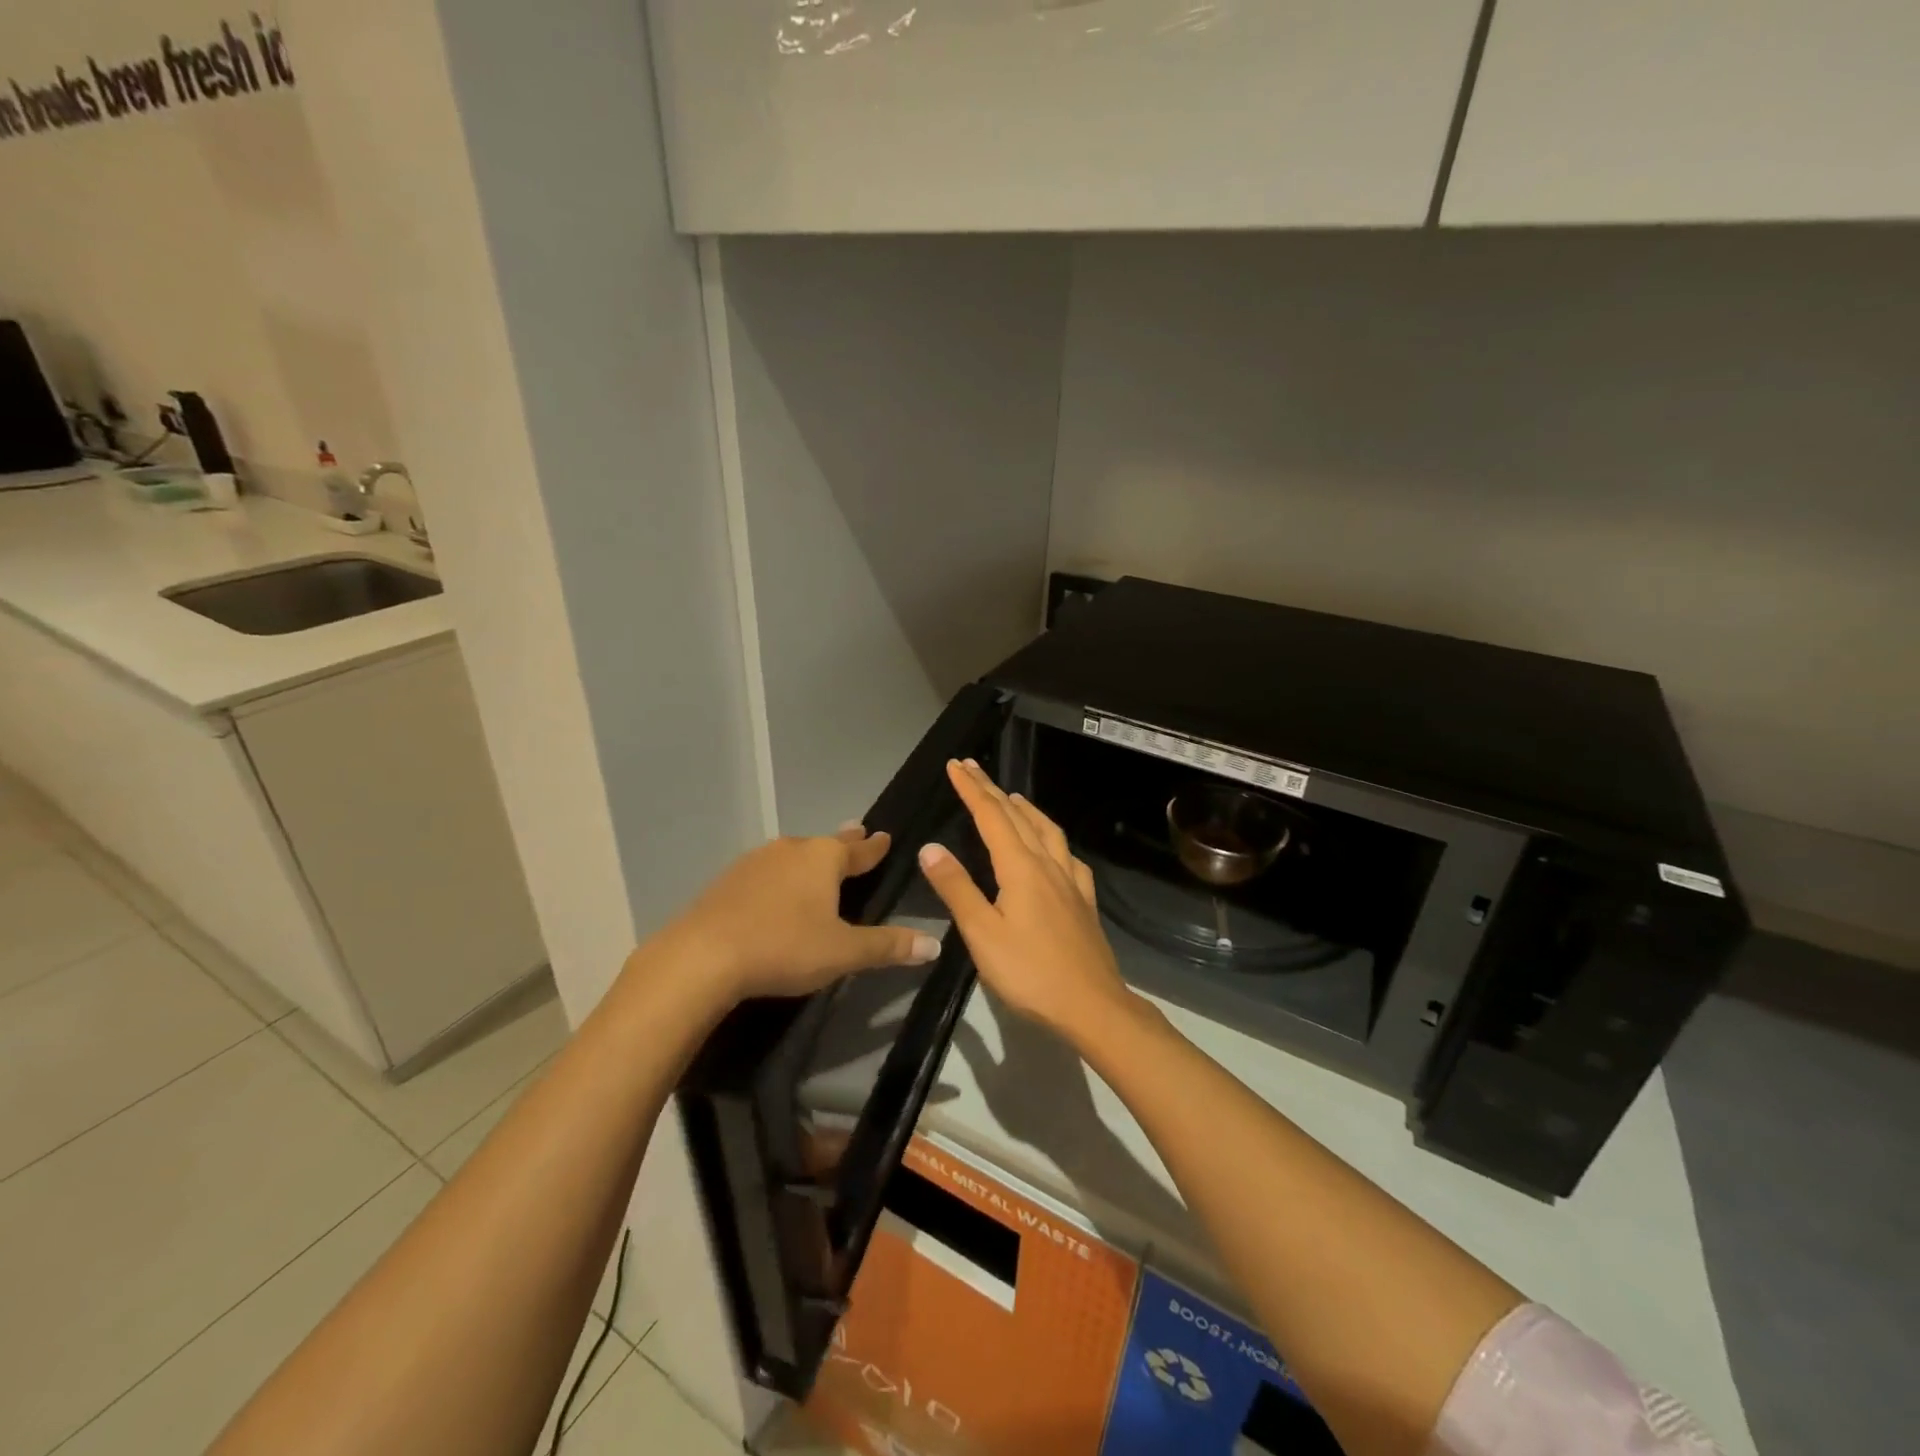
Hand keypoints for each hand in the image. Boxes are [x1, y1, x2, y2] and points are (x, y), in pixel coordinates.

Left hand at [664, 825, 941, 1004]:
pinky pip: (766, 871)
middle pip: (825, 844)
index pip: (859, 851)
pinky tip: (774, 890)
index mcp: (823, 859)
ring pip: (793, 854)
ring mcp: (755, 862)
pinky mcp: (728, 881)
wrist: (703, 956)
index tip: (885, 836)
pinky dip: (780, 876)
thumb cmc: (784, 947)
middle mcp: (791, 850)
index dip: (875, 848)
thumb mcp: (844, 952)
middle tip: (857, 832)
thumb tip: (935, 943)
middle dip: (844, 842)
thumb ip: (888, 946)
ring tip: (817, 860)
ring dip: (809, 858)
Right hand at [917, 759, 1129, 1038]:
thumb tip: (930, 847)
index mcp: (1020, 867)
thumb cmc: (1030, 973)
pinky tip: (1054, 848)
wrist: (1092, 1006)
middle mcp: (1048, 864)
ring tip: (1012, 796)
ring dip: (1026, 808)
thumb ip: (956, 888)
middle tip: (972, 768)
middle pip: (1018, 816)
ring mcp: (1071, 881)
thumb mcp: (982, 933)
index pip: (991, 816)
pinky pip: (1067, 855)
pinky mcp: (1084, 900)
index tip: (955, 765)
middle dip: (992, 789)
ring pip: (1047, 830)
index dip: (971, 789)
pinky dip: (1053, 838)